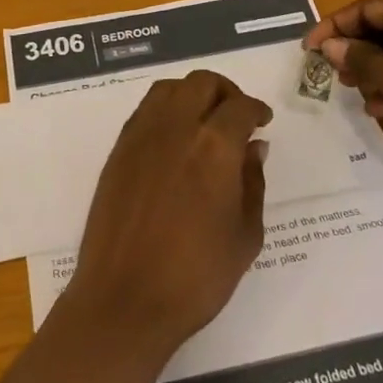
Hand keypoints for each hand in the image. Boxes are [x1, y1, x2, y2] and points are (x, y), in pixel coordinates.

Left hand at [64, 71, 270, 361]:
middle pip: (202, 83)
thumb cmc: (196, 276)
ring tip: (204, 120)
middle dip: (225, 92)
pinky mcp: (119, 149)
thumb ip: (252, 184)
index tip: (263, 120)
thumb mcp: (244, 236)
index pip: (240, 107)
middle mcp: (176, 127)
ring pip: (170, 88)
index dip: (256, 109)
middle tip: (236, 115)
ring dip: (192, 93)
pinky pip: (145, 109)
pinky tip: (175, 137)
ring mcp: (142, 134)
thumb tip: (254, 147)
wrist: (125, 298)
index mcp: (214, 146)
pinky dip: (166, 108)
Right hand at [305, 0, 382, 195]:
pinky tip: (381, 109)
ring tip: (356, 95)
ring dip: (372, 70)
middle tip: (333, 76)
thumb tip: (329, 45)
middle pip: (379, 27)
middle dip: (353, 51)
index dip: (332, 28)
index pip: (364, 8)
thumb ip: (359, 59)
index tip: (308, 51)